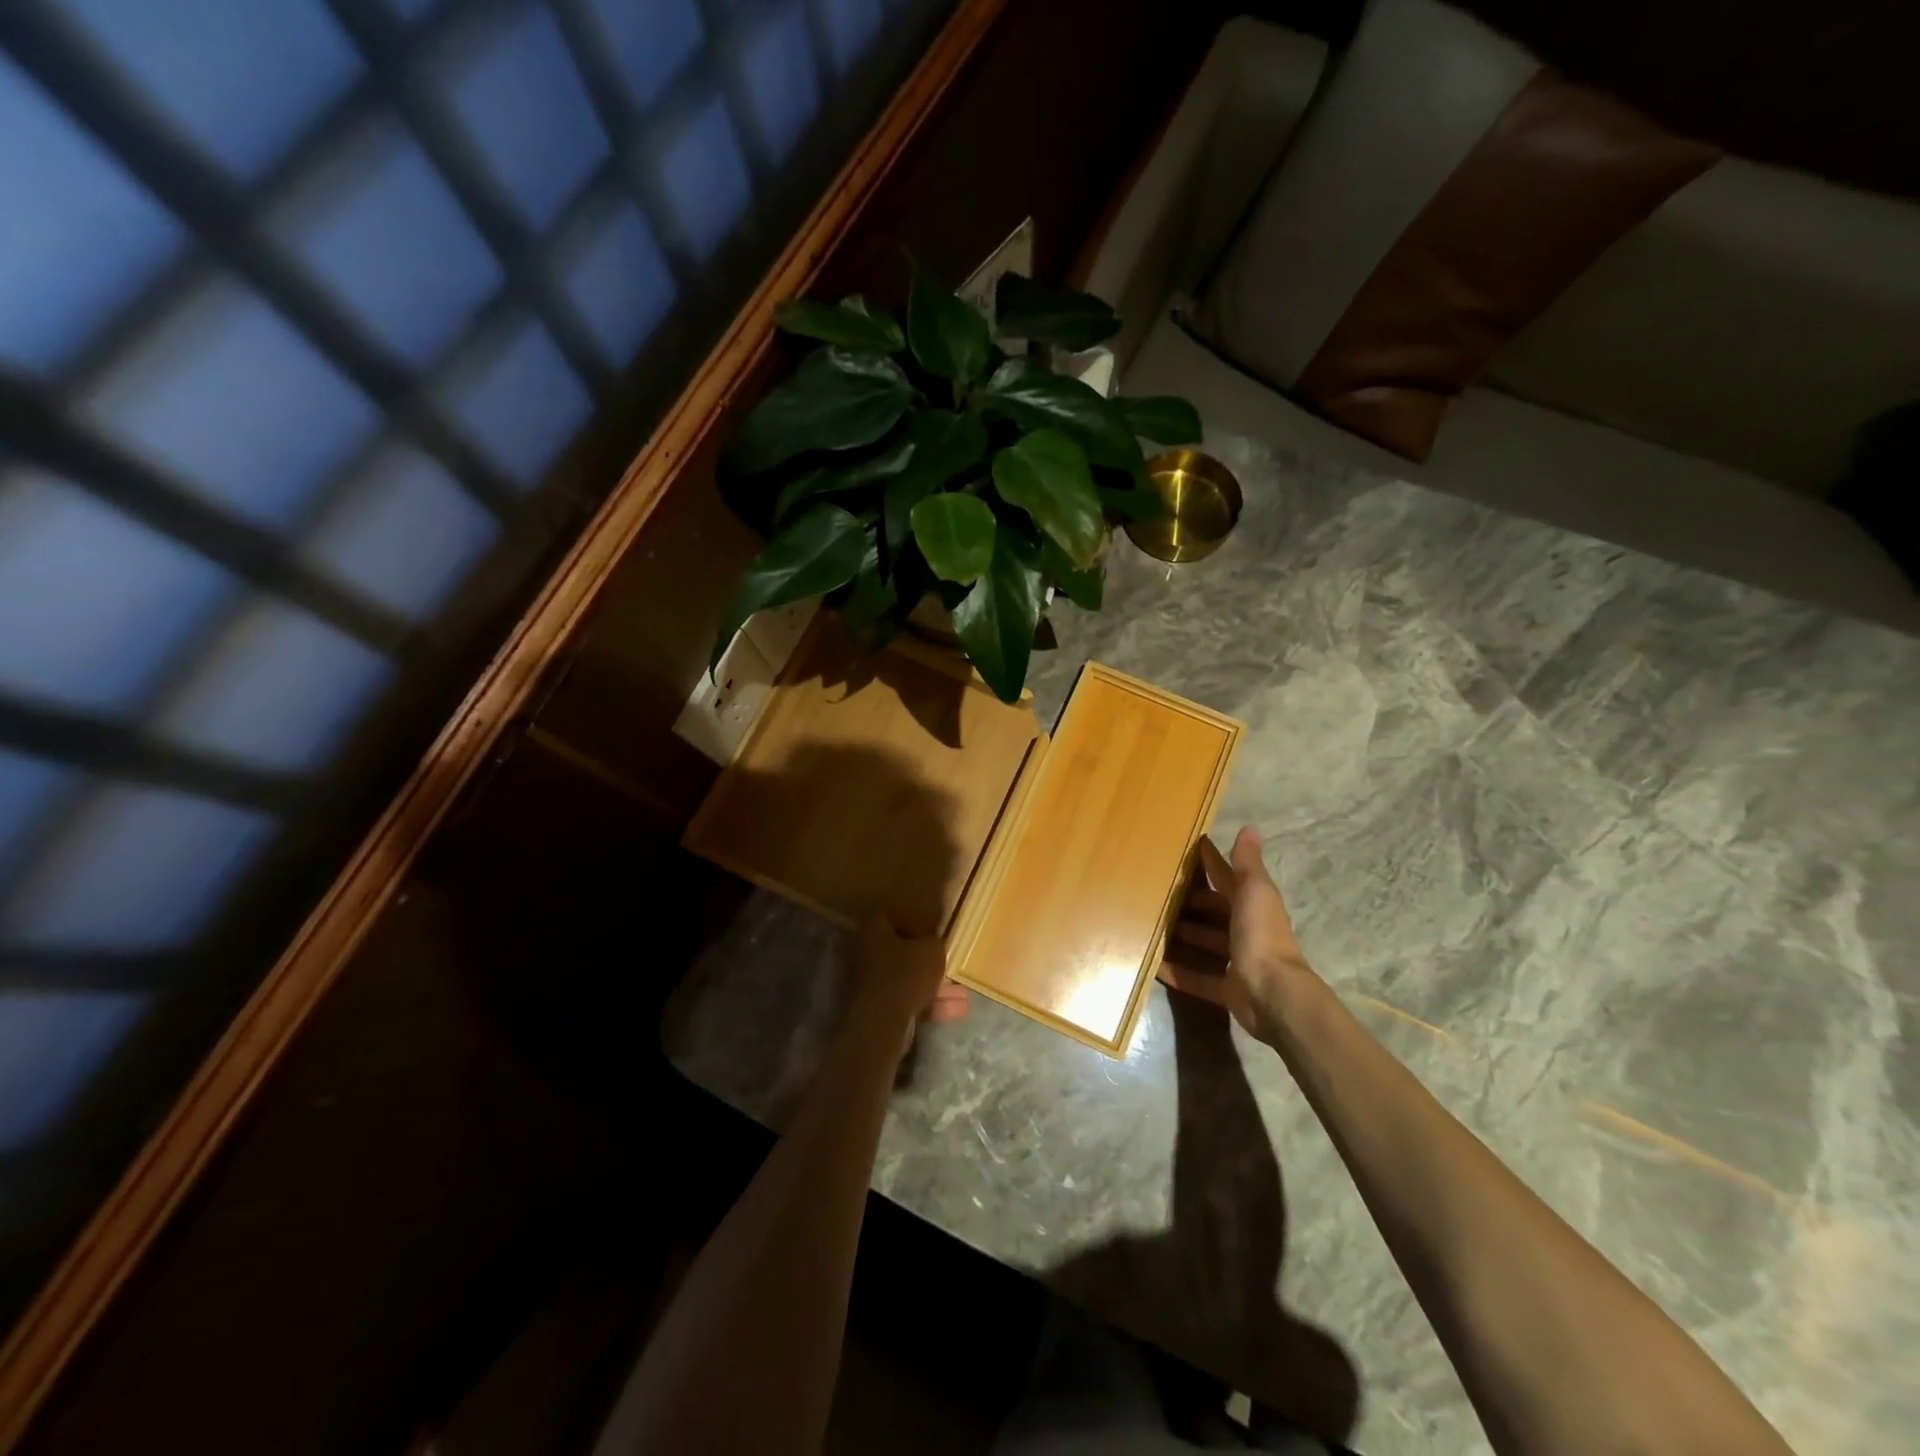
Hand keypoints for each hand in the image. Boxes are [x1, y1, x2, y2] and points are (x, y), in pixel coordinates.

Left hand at [850, 918, 969, 1033]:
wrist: (881, 1024)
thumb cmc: (905, 974)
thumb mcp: (932, 950)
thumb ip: (934, 942)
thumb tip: (932, 942)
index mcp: (872, 930)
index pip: (890, 916)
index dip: (912, 920)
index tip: (931, 927)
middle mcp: (864, 953)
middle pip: (900, 952)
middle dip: (926, 960)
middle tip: (947, 963)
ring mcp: (867, 984)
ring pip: (906, 980)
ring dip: (932, 986)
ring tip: (961, 993)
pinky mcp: (874, 1009)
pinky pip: (905, 1001)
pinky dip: (927, 1005)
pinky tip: (954, 1011)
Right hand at [1163, 827, 1318, 1042]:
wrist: (1273, 993)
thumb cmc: (1260, 935)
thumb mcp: (1254, 891)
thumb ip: (1247, 863)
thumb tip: (1250, 827)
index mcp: (1252, 904)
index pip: (1227, 878)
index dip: (1211, 863)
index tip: (1189, 849)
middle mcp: (1246, 930)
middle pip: (1216, 912)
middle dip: (1194, 904)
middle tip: (1160, 894)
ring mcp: (1237, 961)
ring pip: (1207, 944)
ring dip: (1185, 936)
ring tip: (1153, 927)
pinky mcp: (1227, 989)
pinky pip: (1198, 978)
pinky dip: (1179, 973)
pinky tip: (1155, 967)